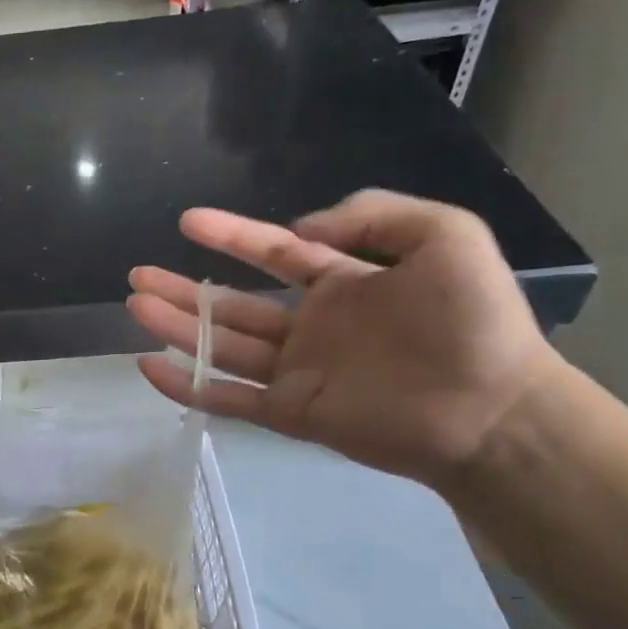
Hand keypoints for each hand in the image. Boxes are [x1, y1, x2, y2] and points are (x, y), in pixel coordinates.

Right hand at [127, 190, 558, 487]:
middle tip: (138, 276)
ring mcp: (296, 372)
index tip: (187, 221)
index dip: (231, 236)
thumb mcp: (444, 235)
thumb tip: (299, 231)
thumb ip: (372, 216)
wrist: (491, 410)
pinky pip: (225, 396)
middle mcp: (310, 326)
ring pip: (219, 346)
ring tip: (135, 307)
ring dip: (176, 327)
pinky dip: (187, 384)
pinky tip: (149, 366)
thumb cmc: (472, 322)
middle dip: (184, 288)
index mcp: (343, 285)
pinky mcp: (288, 412)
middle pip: (232, 304)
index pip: (273, 253)